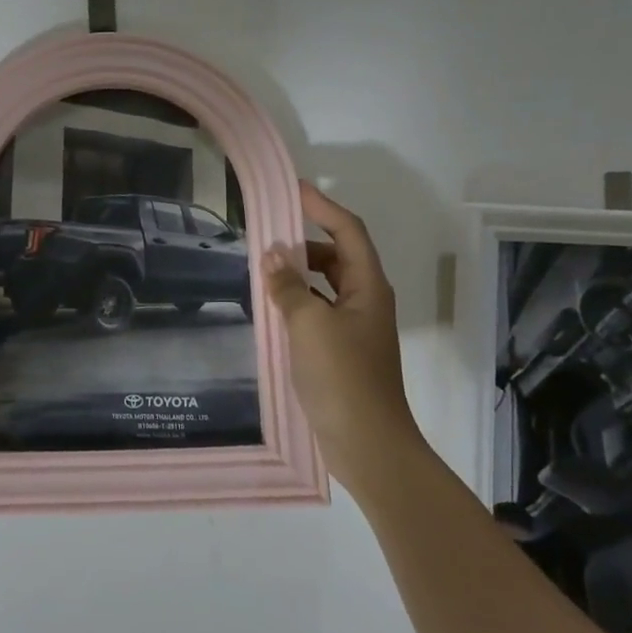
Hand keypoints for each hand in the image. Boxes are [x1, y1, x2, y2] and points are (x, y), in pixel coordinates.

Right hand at [262, 181, 418, 497]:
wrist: (367, 442)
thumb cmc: (342, 376)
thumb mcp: (309, 324)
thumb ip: (289, 286)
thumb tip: (272, 254)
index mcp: (368, 286)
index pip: (347, 231)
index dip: (322, 207)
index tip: (292, 190)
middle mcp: (366, 300)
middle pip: (337, 256)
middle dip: (305, 242)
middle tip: (267, 235)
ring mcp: (355, 328)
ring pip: (326, 286)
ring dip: (298, 274)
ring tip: (263, 270)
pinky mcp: (341, 352)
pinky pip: (317, 312)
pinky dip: (297, 302)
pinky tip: (272, 309)